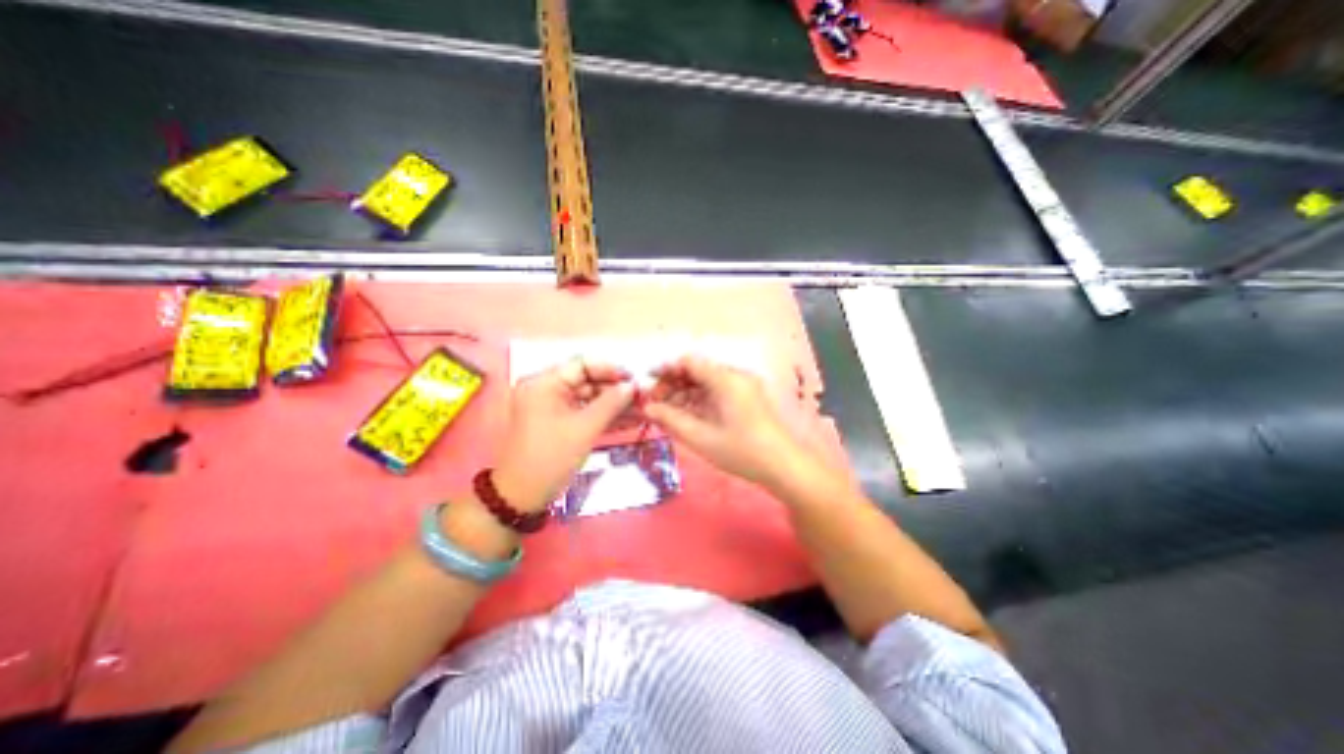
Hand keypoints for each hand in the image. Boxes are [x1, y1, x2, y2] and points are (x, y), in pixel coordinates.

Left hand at [491, 359, 637, 510]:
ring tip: (643, 410)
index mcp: (544, 384)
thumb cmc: (550, 458)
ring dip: (615, 405)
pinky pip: (585, 413)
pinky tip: (630, 421)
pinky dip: (605, 418)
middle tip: (643, 397)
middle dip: (616, 391)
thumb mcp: (584, 428)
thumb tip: (633, 386)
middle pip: (588, 382)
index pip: (582, 365)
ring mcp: (553, 408)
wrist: (522, 497)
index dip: (610, 370)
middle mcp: (547, 390)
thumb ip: (610, 403)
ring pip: (590, 399)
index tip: (634, 379)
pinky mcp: (560, 424)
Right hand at [642, 355, 808, 488]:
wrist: (784, 466)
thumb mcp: (701, 437)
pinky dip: (699, 401)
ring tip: (666, 413)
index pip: (689, 362)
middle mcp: (735, 376)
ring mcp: (742, 387)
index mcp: (726, 379)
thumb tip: (648, 408)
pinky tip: (686, 416)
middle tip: (654, 404)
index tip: (647, 383)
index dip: (666, 369)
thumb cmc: (742, 452)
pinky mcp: (746, 399)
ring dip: (684, 394)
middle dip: (673, 384)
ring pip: (706, 383)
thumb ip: (671, 420)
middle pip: (697, 371)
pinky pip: (717, 393)